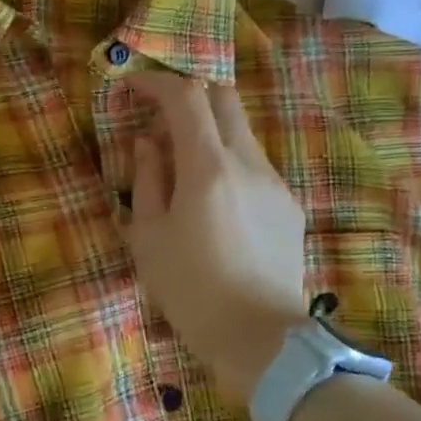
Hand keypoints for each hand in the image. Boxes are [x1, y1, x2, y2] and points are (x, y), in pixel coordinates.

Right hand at [126, 73, 309, 401]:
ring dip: (209, 130)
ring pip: (241, 131)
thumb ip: (147, 179)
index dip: (155, 83)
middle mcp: (247, 162)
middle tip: (159, 116)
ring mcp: (274, 182)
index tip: (131, 87)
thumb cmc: (191, 290)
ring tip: (182, 165)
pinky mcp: (288, 205)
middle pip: (223, 97)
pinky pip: (254, 165)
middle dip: (189, 94)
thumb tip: (148, 144)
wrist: (260, 338)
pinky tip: (213, 203)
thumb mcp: (148, 237)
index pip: (185, 97)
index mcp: (208, 167)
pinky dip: (228, 162)